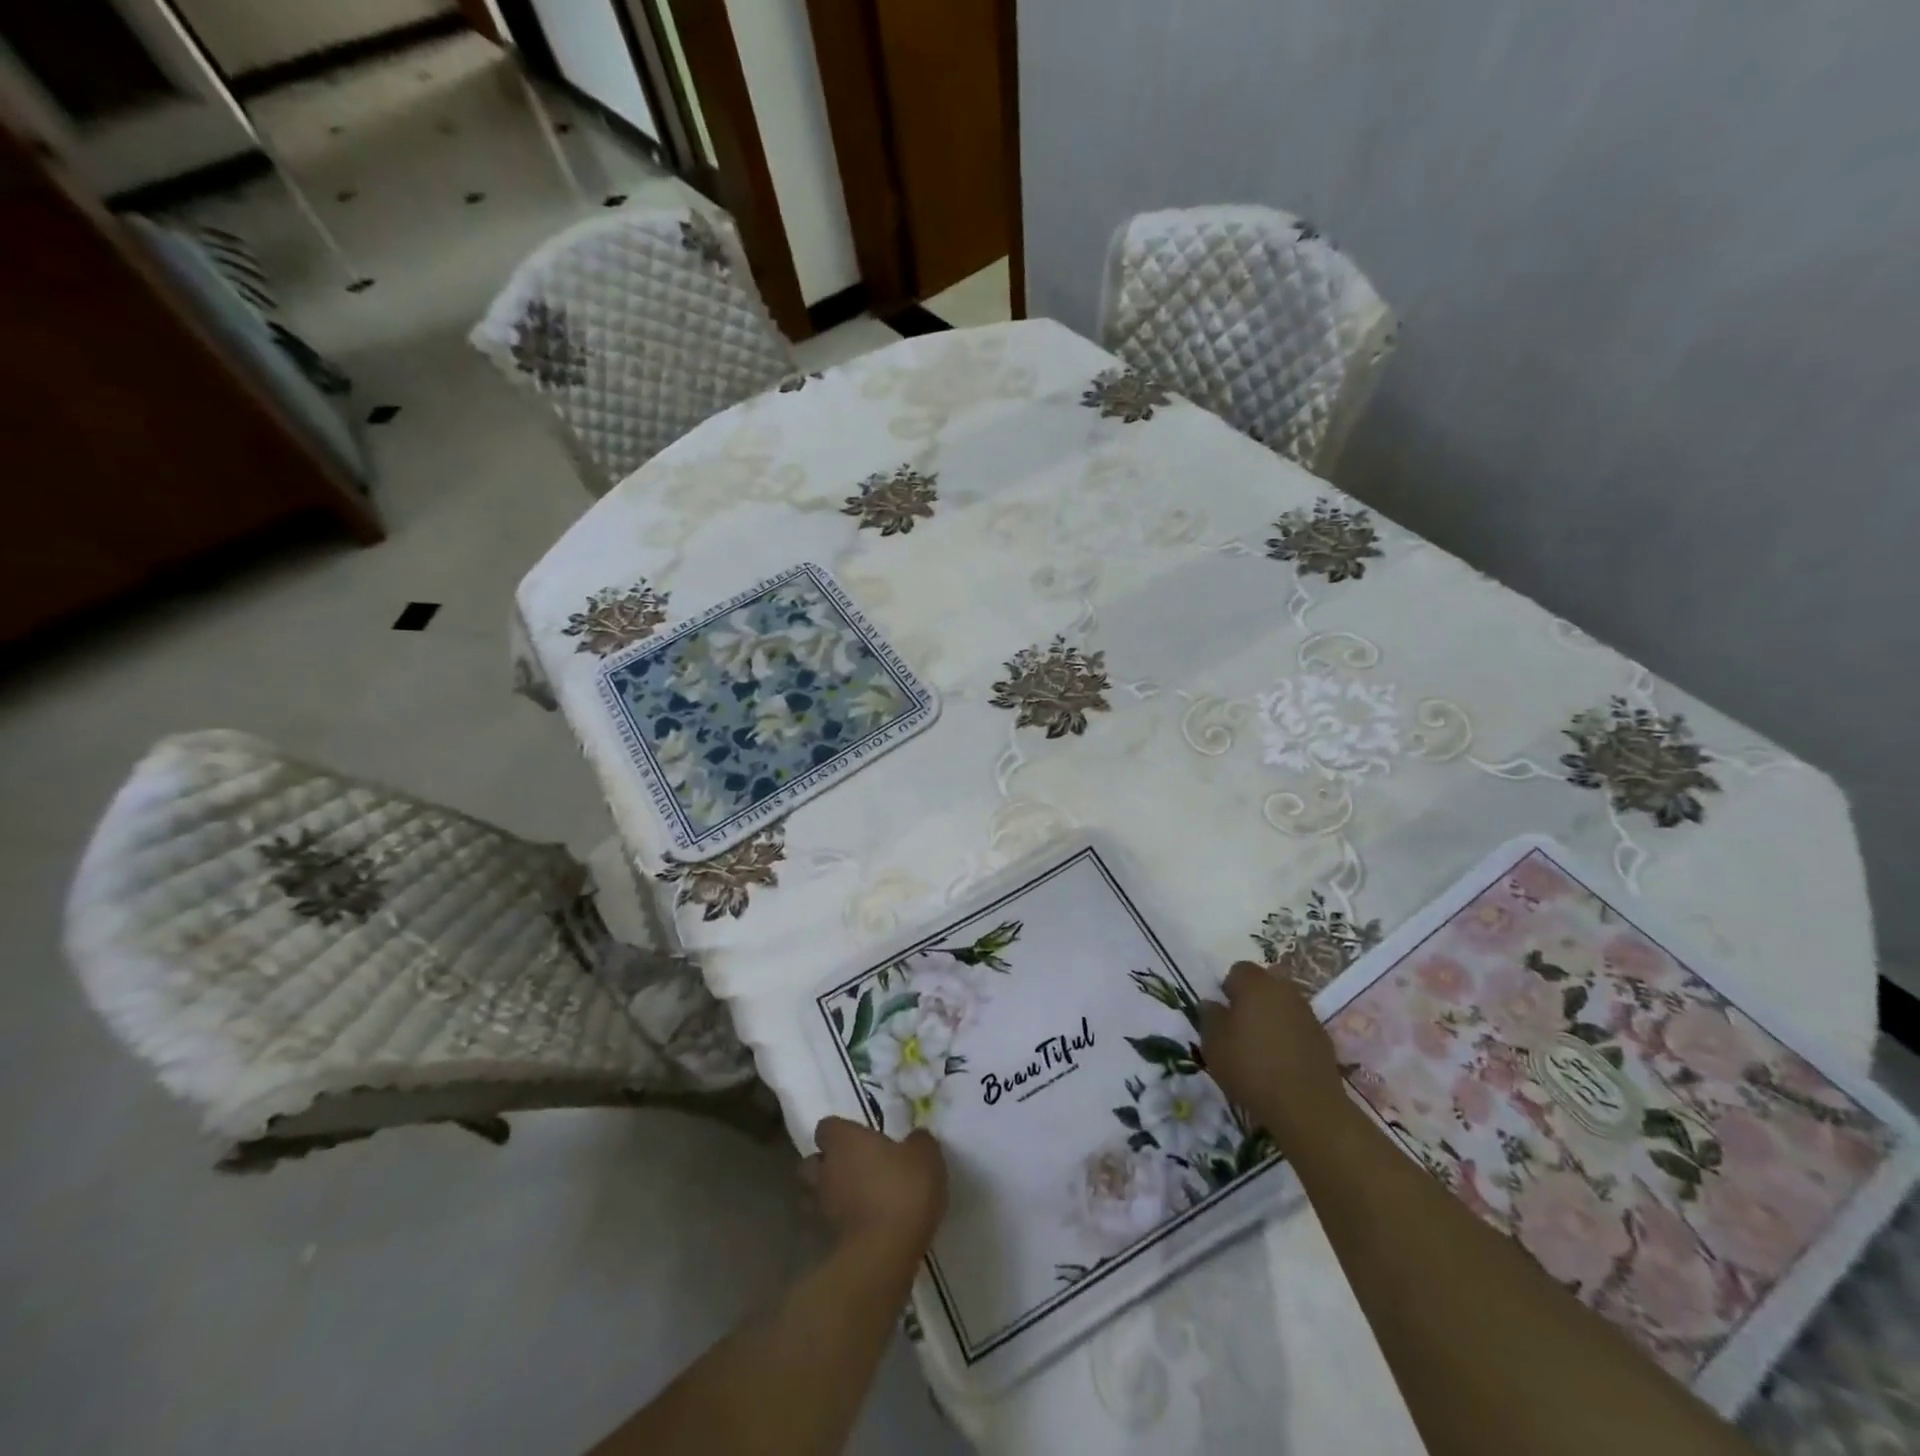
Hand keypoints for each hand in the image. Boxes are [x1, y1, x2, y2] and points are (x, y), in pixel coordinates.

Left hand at [810, 1117, 946, 1256]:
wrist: (883, 1254)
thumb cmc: (902, 1190)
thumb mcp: (925, 1156)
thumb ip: (918, 1141)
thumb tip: (916, 1137)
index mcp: (845, 1141)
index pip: (827, 1127)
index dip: (841, 1132)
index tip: (860, 1138)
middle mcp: (826, 1169)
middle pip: (812, 1161)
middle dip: (827, 1163)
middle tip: (854, 1167)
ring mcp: (821, 1207)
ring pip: (814, 1193)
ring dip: (829, 1194)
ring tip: (854, 1198)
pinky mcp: (825, 1240)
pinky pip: (827, 1223)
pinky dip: (839, 1222)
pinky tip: (861, 1225)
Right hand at [1199, 962, 1346, 1148]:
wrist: (1306, 1107)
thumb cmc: (1250, 1067)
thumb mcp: (1213, 1043)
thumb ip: (1209, 1017)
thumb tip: (1212, 1004)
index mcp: (1256, 985)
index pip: (1238, 970)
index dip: (1228, 988)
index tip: (1223, 1012)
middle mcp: (1284, 991)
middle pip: (1264, 985)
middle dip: (1252, 1000)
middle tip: (1239, 1027)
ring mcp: (1308, 1015)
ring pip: (1283, 1006)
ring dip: (1272, 1018)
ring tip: (1260, 1047)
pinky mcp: (1323, 1039)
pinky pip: (1298, 1028)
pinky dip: (1288, 1037)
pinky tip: (1280, 1062)